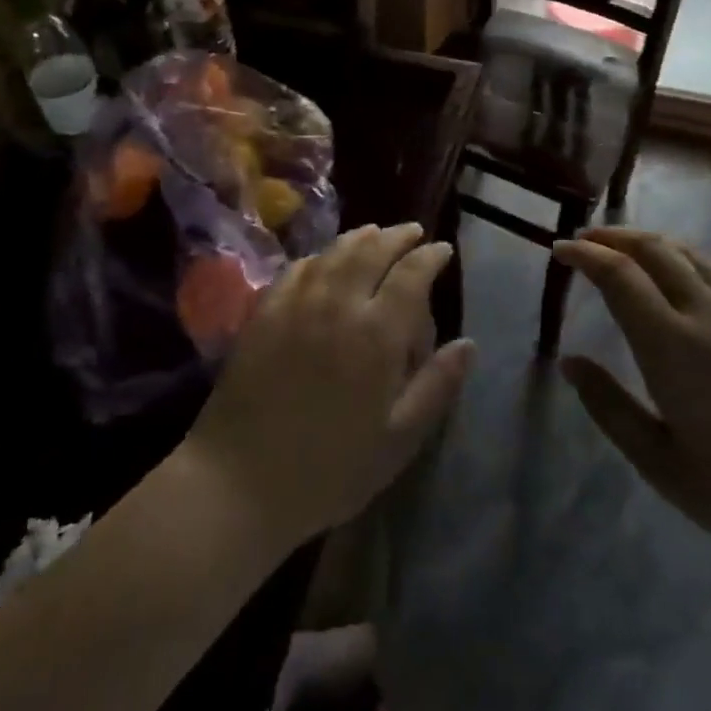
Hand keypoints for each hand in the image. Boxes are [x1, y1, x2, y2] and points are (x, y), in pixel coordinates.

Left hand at [186, 224, 474, 548]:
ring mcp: (296, 304)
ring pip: (333, 253)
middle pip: (371, 251)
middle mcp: (338, 305)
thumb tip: (469, 344)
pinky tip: (323, 260)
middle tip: (412, 231)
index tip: (442, 249)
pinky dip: (319, 256)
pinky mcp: (264, 313)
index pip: (411, 275)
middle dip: (396, 236)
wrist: (240, 479)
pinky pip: (296, 269)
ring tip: (374, 233)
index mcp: (377, 334)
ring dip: (359, 238)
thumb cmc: (331, 468)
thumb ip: (436, 386)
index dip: (430, 256)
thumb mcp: (398, 439)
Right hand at [556, 228, 710, 588]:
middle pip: (655, 249)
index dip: (585, 255)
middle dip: (613, 236)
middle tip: (584, 241)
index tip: (559, 249)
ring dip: (649, 242)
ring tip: (623, 250)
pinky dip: (682, 261)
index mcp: (674, 346)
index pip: (620, 275)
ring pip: (691, 254)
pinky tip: (677, 284)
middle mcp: (710, 314)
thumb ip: (610, 408)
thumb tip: (569, 361)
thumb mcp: (662, 466)